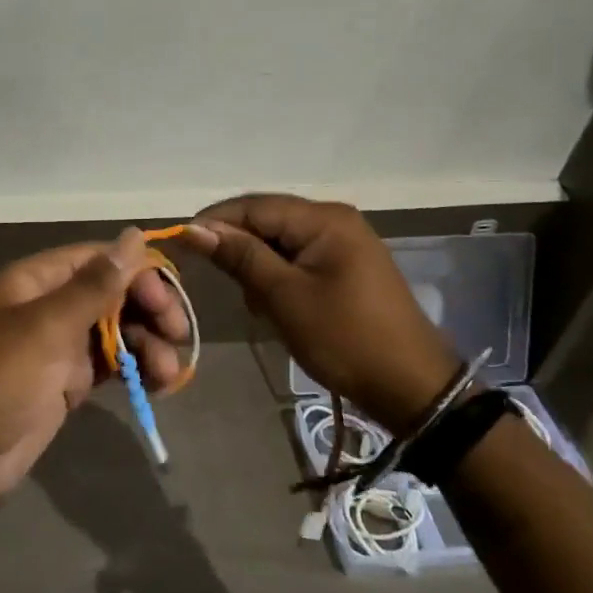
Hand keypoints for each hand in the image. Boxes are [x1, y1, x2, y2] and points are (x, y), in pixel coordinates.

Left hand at [0, 229, 190, 521]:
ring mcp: (60, 346)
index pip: (99, 259)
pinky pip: (111, 364)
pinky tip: (157, 384)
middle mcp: (50, 305)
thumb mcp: (48, 327)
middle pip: (113, 293)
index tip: (168, 300)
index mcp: (37, 280)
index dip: (138, 272)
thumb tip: (134, 234)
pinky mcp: (68, 382)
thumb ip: (96, 284)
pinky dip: (136, 369)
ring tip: (167, 374)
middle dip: (149, 310)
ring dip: (148, 344)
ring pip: (118, 330)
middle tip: (178, 336)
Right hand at [186, 195, 457, 435]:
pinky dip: (277, 275)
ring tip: (251, 301)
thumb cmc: (344, 338)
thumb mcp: (285, 297)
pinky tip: (272, 303)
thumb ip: (240, 256)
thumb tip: (194, 229)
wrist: (411, 386)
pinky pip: (297, 257)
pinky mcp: (345, 265)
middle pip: (267, 219)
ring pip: (279, 240)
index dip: (214, 222)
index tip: (181, 245)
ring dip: (256, 264)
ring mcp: (343, 241)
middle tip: (216, 279)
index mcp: (324, 218)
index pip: (254, 206)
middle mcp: (334, 219)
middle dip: (237, 246)